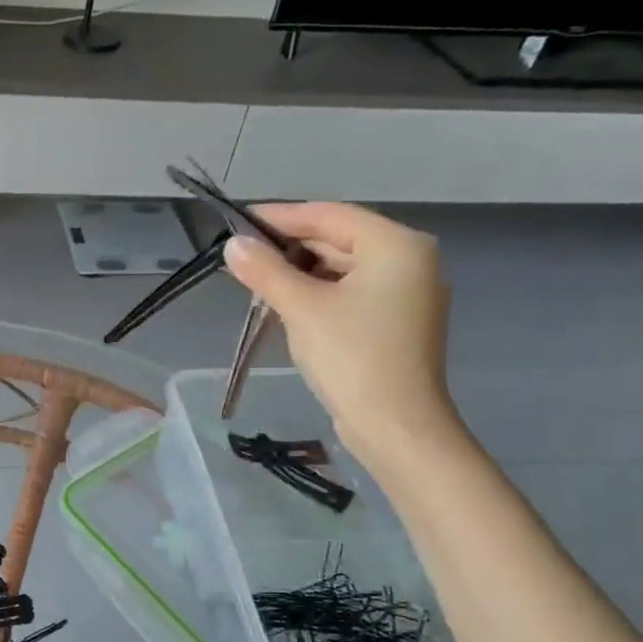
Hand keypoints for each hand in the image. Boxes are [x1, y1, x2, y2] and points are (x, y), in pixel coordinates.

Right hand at [224, 203, 462, 472]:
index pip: (329, 215)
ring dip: (300, 272)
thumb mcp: (301, 308)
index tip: (239, 221)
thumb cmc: (351, 356)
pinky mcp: (396, 323)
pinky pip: (351, 292)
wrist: (395, 426)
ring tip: (256, 279)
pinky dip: (318, 293)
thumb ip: (265, 270)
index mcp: (396, 245)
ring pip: (343, 268)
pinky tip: (286, 303)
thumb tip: (233, 245)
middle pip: (338, 239)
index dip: (281, 216)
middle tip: (242, 254)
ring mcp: (406, 294)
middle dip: (289, 247)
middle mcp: (409, 261)